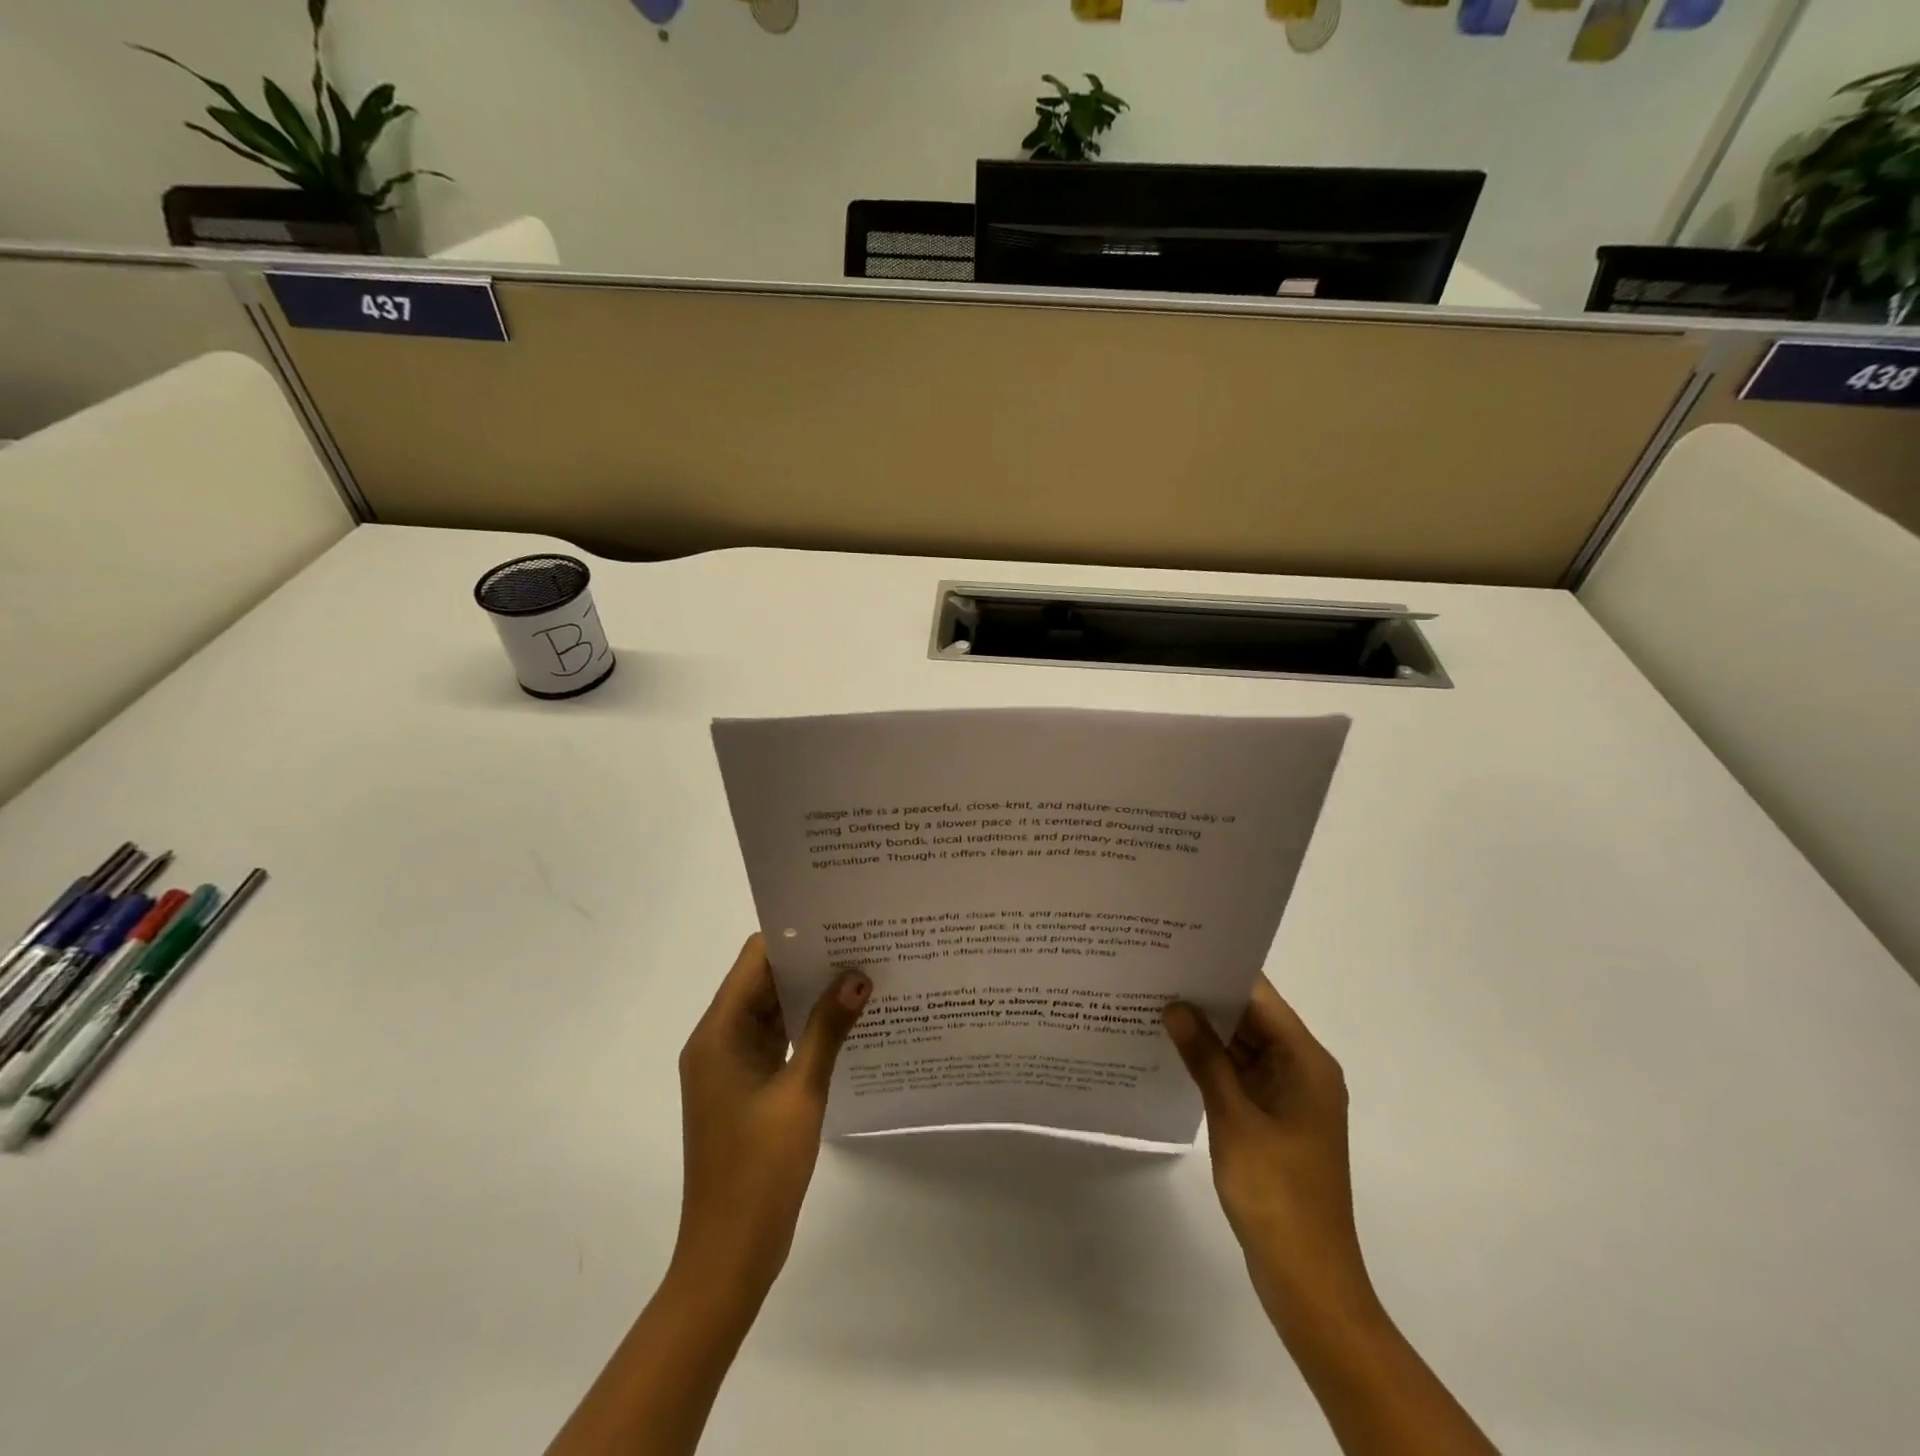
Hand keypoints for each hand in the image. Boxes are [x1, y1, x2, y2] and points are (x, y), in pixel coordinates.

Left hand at [673, 934, 870, 1300]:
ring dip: (809, 996)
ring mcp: (730, 1067)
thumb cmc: (759, 1171)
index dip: (794, 937)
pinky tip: (845, 1022)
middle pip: (763, 982)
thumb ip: (829, 1028)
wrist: (728, 1256)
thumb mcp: (801, 1092)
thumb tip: (858, 976)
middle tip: (862, 944)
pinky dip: (805, 1028)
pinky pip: (776, 1041)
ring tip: (861, 974)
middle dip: (809, 963)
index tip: (839, 923)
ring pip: (772, 1011)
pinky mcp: (745, 1089)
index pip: (755, 960)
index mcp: (718, 1033)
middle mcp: (718, 1041)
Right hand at [1162, 978, 1373, 1330]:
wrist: (1308, 1279)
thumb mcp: (1233, 1118)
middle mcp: (1303, 1070)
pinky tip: (1173, 1051)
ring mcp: (1289, 1096)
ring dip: (1207, 1032)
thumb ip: (1204, 1058)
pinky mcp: (1275, 1119)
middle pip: (1252, 1018)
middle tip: (1155, 973)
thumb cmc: (1276, 1193)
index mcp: (1306, 1061)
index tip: (1176, 950)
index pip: (1260, 997)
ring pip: (1244, 1047)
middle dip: (1206, 999)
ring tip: (1155, 1004)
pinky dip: (1213, 1063)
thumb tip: (1175, 1006)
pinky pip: (1242, 1075)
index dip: (1220, 971)